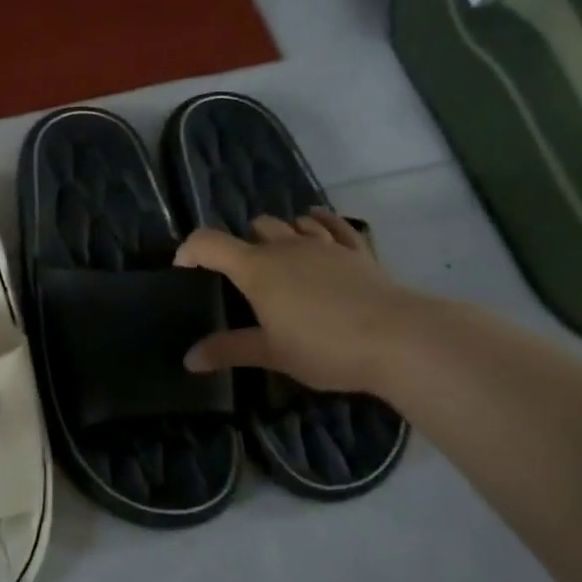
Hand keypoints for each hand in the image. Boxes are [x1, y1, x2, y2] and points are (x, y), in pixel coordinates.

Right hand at [174, 209, 418, 394]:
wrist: (398, 338)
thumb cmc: (324, 347)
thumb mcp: (272, 353)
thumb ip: (229, 350)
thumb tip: (189, 359)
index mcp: (256, 269)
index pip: (209, 243)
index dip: (190, 250)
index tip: (183, 268)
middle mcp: (285, 247)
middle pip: (254, 227)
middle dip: (241, 243)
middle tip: (241, 276)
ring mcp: (323, 245)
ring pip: (291, 223)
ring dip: (279, 233)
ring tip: (278, 255)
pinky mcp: (356, 250)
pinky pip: (332, 225)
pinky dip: (318, 222)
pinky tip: (315, 225)